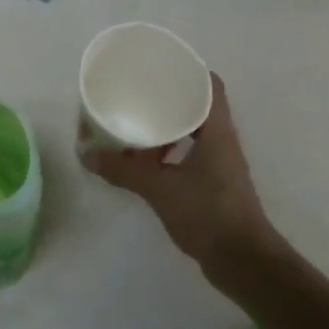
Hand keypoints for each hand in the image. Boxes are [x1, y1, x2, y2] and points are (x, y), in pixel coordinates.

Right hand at [83, 74, 274, 273]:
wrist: (243, 262)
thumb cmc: (208, 213)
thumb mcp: (159, 188)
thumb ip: (123, 170)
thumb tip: (86, 154)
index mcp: (216, 130)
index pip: (211, 85)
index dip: (189, 71)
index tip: (161, 67)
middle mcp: (222, 141)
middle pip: (199, 106)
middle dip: (170, 98)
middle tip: (138, 93)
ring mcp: (220, 165)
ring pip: (193, 133)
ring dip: (168, 127)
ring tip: (136, 124)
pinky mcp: (214, 186)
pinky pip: (190, 155)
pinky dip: (169, 151)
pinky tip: (145, 161)